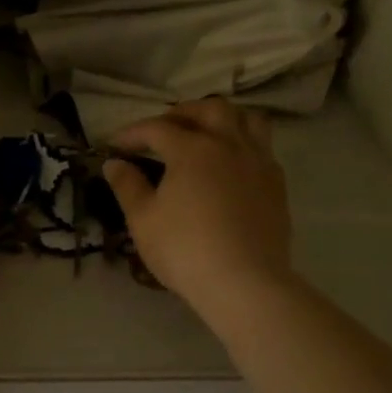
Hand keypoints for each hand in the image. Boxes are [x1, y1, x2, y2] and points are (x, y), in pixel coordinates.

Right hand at [103, 100, 294, 317]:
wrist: (244, 283)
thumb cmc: (185, 250)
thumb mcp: (143, 220)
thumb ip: (127, 186)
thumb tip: (114, 163)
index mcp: (192, 149)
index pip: (157, 128)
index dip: (132, 133)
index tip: (115, 145)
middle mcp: (228, 144)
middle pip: (208, 109)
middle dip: (181, 113)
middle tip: (162, 129)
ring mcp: (258, 162)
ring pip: (245, 119)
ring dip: (222, 119)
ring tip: (205, 133)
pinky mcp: (277, 184)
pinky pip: (262, 147)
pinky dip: (243, 144)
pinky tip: (231, 164)